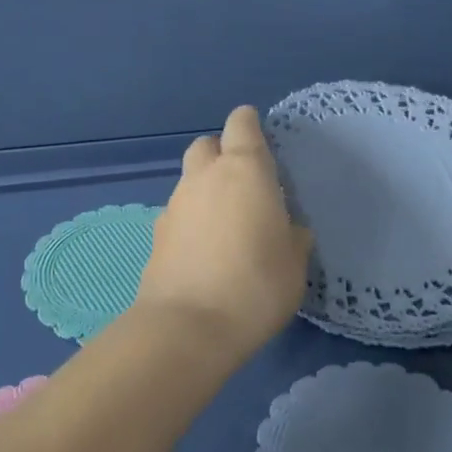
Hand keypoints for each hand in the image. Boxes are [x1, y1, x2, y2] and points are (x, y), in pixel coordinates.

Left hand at [137, 106, 312, 357]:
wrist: (187, 327)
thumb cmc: (255, 285)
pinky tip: (204, 251)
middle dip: (222, 154)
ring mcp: (175, 204)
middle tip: (244, 184)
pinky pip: (178, 213)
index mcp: (244, 170)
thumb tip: (287, 229)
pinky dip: (191, 221)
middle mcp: (205, 176)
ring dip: (206, 190)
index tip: (262, 140)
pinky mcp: (156, 235)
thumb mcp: (295, 263)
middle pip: (207, 145)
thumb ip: (292, 236)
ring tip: (227, 224)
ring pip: (189, 180)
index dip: (250, 125)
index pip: (241, 123)